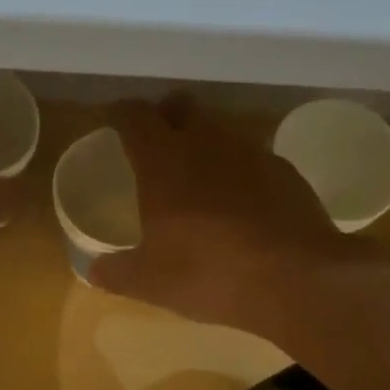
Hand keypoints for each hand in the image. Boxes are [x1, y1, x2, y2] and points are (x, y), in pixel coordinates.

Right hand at [89, 95, 375, 335]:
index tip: (114, 122)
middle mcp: (205, 144)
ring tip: (197, 180)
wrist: (295, 278)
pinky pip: (252, 160)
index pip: (135, 116)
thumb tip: (93, 270)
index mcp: (162, 162)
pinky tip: (239, 206)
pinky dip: (238, 173)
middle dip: (165, 116)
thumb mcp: (149, 282)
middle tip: (156, 143)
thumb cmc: (207, 272)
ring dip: (204, 145)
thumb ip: (116, 272)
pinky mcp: (285, 172)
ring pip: (219, 131)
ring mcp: (250, 153)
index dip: (121, 114)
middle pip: (181, 107)